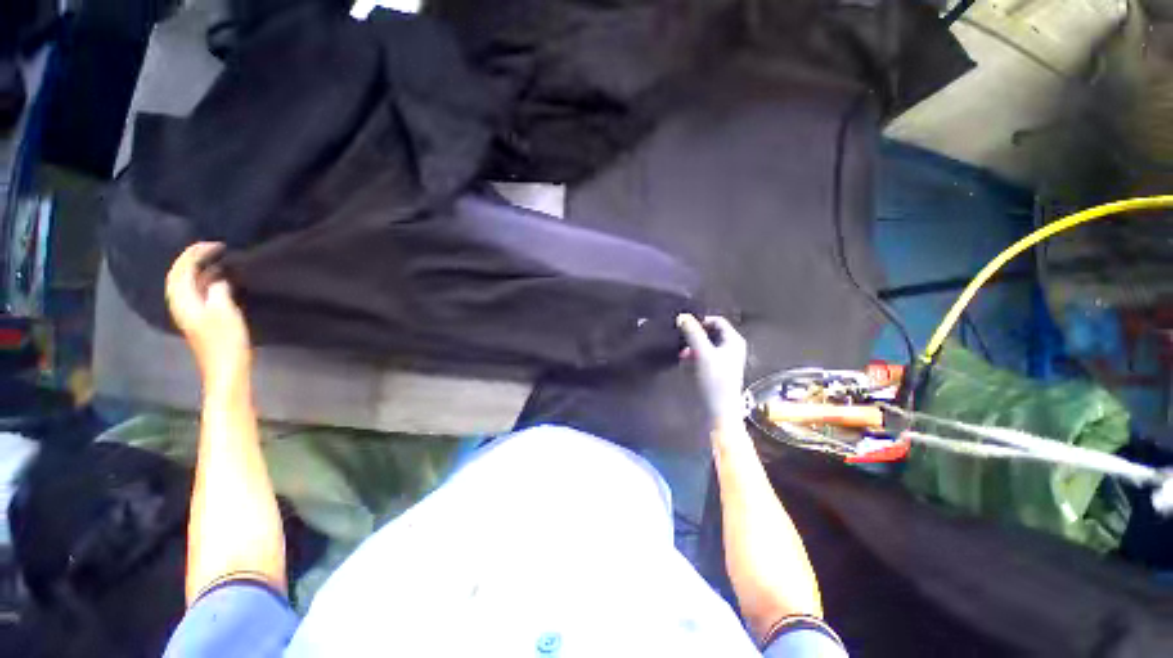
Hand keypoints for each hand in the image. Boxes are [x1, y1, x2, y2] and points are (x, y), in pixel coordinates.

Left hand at [166, 243, 251, 390]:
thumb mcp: (224, 312)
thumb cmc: (225, 341)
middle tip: (216, 249)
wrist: (226, 369)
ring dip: (200, 270)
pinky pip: (197, 291)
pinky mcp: (200, 319)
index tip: (217, 244)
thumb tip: (218, 280)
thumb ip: (218, 291)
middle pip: (180, 275)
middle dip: (194, 258)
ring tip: (219, 261)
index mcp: (183, 300)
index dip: (195, 253)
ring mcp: (190, 313)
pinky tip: (220, 281)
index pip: (181, 269)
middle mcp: (181, 303)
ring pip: (188, 283)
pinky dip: (206, 281)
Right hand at [678, 314, 747, 431]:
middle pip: (711, 332)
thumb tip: (682, 316)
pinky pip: (705, 355)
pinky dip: (695, 355)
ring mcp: (725, 359)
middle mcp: (732, 347)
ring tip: (681, 352)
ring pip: (706, 344)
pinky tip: (685, 360)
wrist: (719, 410)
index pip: (717, 321)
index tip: (684, 326)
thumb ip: (693, 333)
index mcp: (734, 341)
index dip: (701, 321)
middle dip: (695, 334)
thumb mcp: (703, 354)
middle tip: (680, 338)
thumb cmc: (714, 380)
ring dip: (693, 345)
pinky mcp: (717, 370)